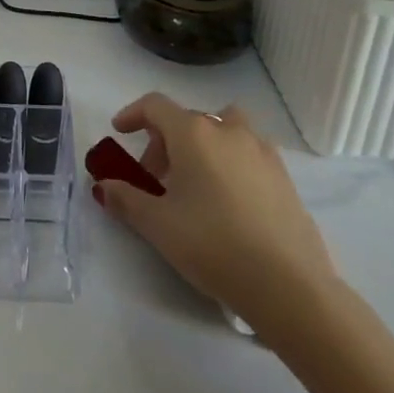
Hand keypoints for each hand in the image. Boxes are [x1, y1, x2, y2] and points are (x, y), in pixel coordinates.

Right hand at [94, 93, 337, 347]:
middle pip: (186, 120)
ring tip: (197, 181)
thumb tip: (103, 185)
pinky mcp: (284, 176)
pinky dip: (232, 161)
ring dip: (203, 144)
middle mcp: (226, 129)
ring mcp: (260, 150)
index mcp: (192, 132)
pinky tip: (230, 200)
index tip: (120, 132)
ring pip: (223, 129)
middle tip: (154, 180)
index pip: (154, 105)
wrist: (290, 287)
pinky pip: (248, 152)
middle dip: (164, 142)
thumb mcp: (158, 226)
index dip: (133, 114)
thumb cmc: (214, 246)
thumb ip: (126, 199)